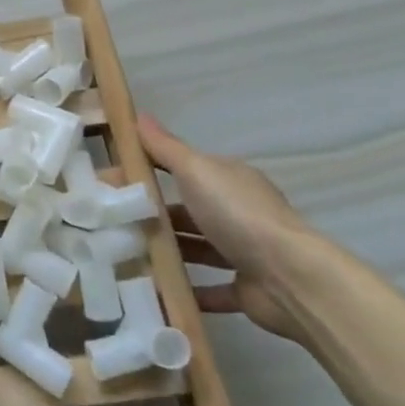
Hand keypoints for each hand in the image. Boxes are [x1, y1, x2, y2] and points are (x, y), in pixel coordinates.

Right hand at [138, 113, 311, 342]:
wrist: (291, 278)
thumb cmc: (238, 214)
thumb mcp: (196, 171)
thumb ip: (165, 148)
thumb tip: (139, 115)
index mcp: (229, 180)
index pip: (187, 169)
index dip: (153, 170)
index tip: (116, 179)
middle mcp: (239, 213)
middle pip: (191, 210)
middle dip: (157, 214)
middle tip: (113, 221)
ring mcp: (245, 252)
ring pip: (200, 248)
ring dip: (171, 251)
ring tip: (127, 255)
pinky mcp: (247, 290)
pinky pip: (212, 289)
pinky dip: (189, 291)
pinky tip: (156, 291)